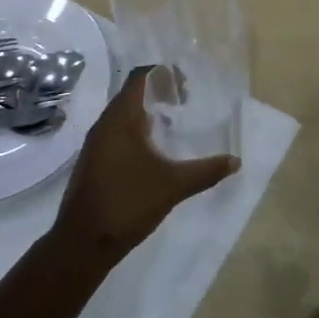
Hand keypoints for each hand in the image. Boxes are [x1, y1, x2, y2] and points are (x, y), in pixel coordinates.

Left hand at [50, 66, 238, 269]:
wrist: (82, 242)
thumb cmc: (127, 204)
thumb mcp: (173, 186)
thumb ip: (206, 171)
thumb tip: (236, 161)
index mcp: (120, 119)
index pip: (139, 78)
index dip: (163, 75)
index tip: (186, 87)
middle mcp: (104, 124)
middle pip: (131, 94)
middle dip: (158, 93)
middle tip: (185, 103)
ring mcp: (95, 144)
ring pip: (122, 115)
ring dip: (146, 113)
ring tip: (172, 125)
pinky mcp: (92, 161)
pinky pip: (116, 133)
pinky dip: (136, 131)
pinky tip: (153, 153)